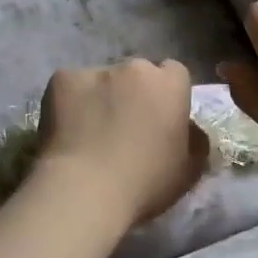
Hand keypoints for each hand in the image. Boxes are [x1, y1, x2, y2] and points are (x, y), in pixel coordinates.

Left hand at [37, 59, 207, 227]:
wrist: (85, 189)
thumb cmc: (145, 183)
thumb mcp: (189, 171)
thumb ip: (195, 141)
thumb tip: (189, 129)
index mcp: (171, 85)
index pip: (174, 74)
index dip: (167, 95)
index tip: (159, 119)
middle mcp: (136, 68)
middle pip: (137, 74)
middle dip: (133, 93)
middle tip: (123, 128)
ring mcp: (96, 70)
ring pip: (102, 80)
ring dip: (100, 97)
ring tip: (89, 132)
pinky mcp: (62, 79)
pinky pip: (70, 87)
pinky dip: (69, 103)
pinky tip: (66, 131)